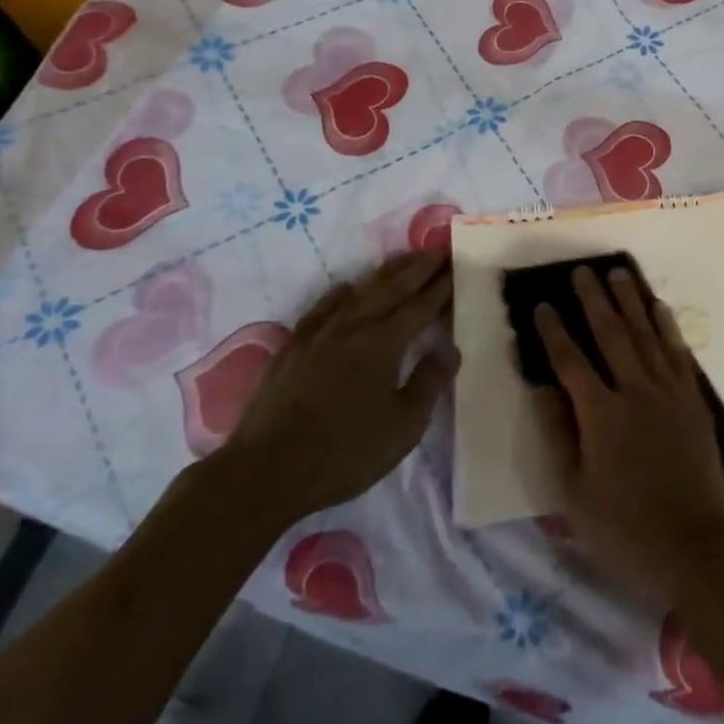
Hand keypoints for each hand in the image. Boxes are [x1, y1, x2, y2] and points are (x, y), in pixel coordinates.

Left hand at [215, 250, 457, 528]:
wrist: (265, 473)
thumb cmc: (344, 453)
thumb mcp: (403, 427)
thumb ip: (429, 382)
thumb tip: (450, 349)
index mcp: (383, 344)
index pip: (420, 306)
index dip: (441, 286)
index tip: (457, 265)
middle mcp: (353, 327)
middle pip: (392, 288)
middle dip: (418, 268)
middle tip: (438, 250)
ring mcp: (319, 335)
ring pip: (359, 291)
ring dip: (385, 273)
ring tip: (404, 259)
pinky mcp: (292, 348)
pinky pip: (322, 308)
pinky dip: (341, 293)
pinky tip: (347, 289)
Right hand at [534, 264, 723, 604]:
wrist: (694, 546)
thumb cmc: (624, 529)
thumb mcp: (574, 494)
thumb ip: (558, 434)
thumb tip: (542, 387)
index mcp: (601, 415)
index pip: (570, 361)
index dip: (553, 332)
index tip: (541, 305)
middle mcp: (635, 391)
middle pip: (611, 334)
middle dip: (593, 300)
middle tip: (581, 270)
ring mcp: (668, 392)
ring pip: (645, 334)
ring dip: (630, 301)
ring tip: (618, 273)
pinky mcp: (693, 400)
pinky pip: (678, 352)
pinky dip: (666, 326)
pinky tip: (658, 307)